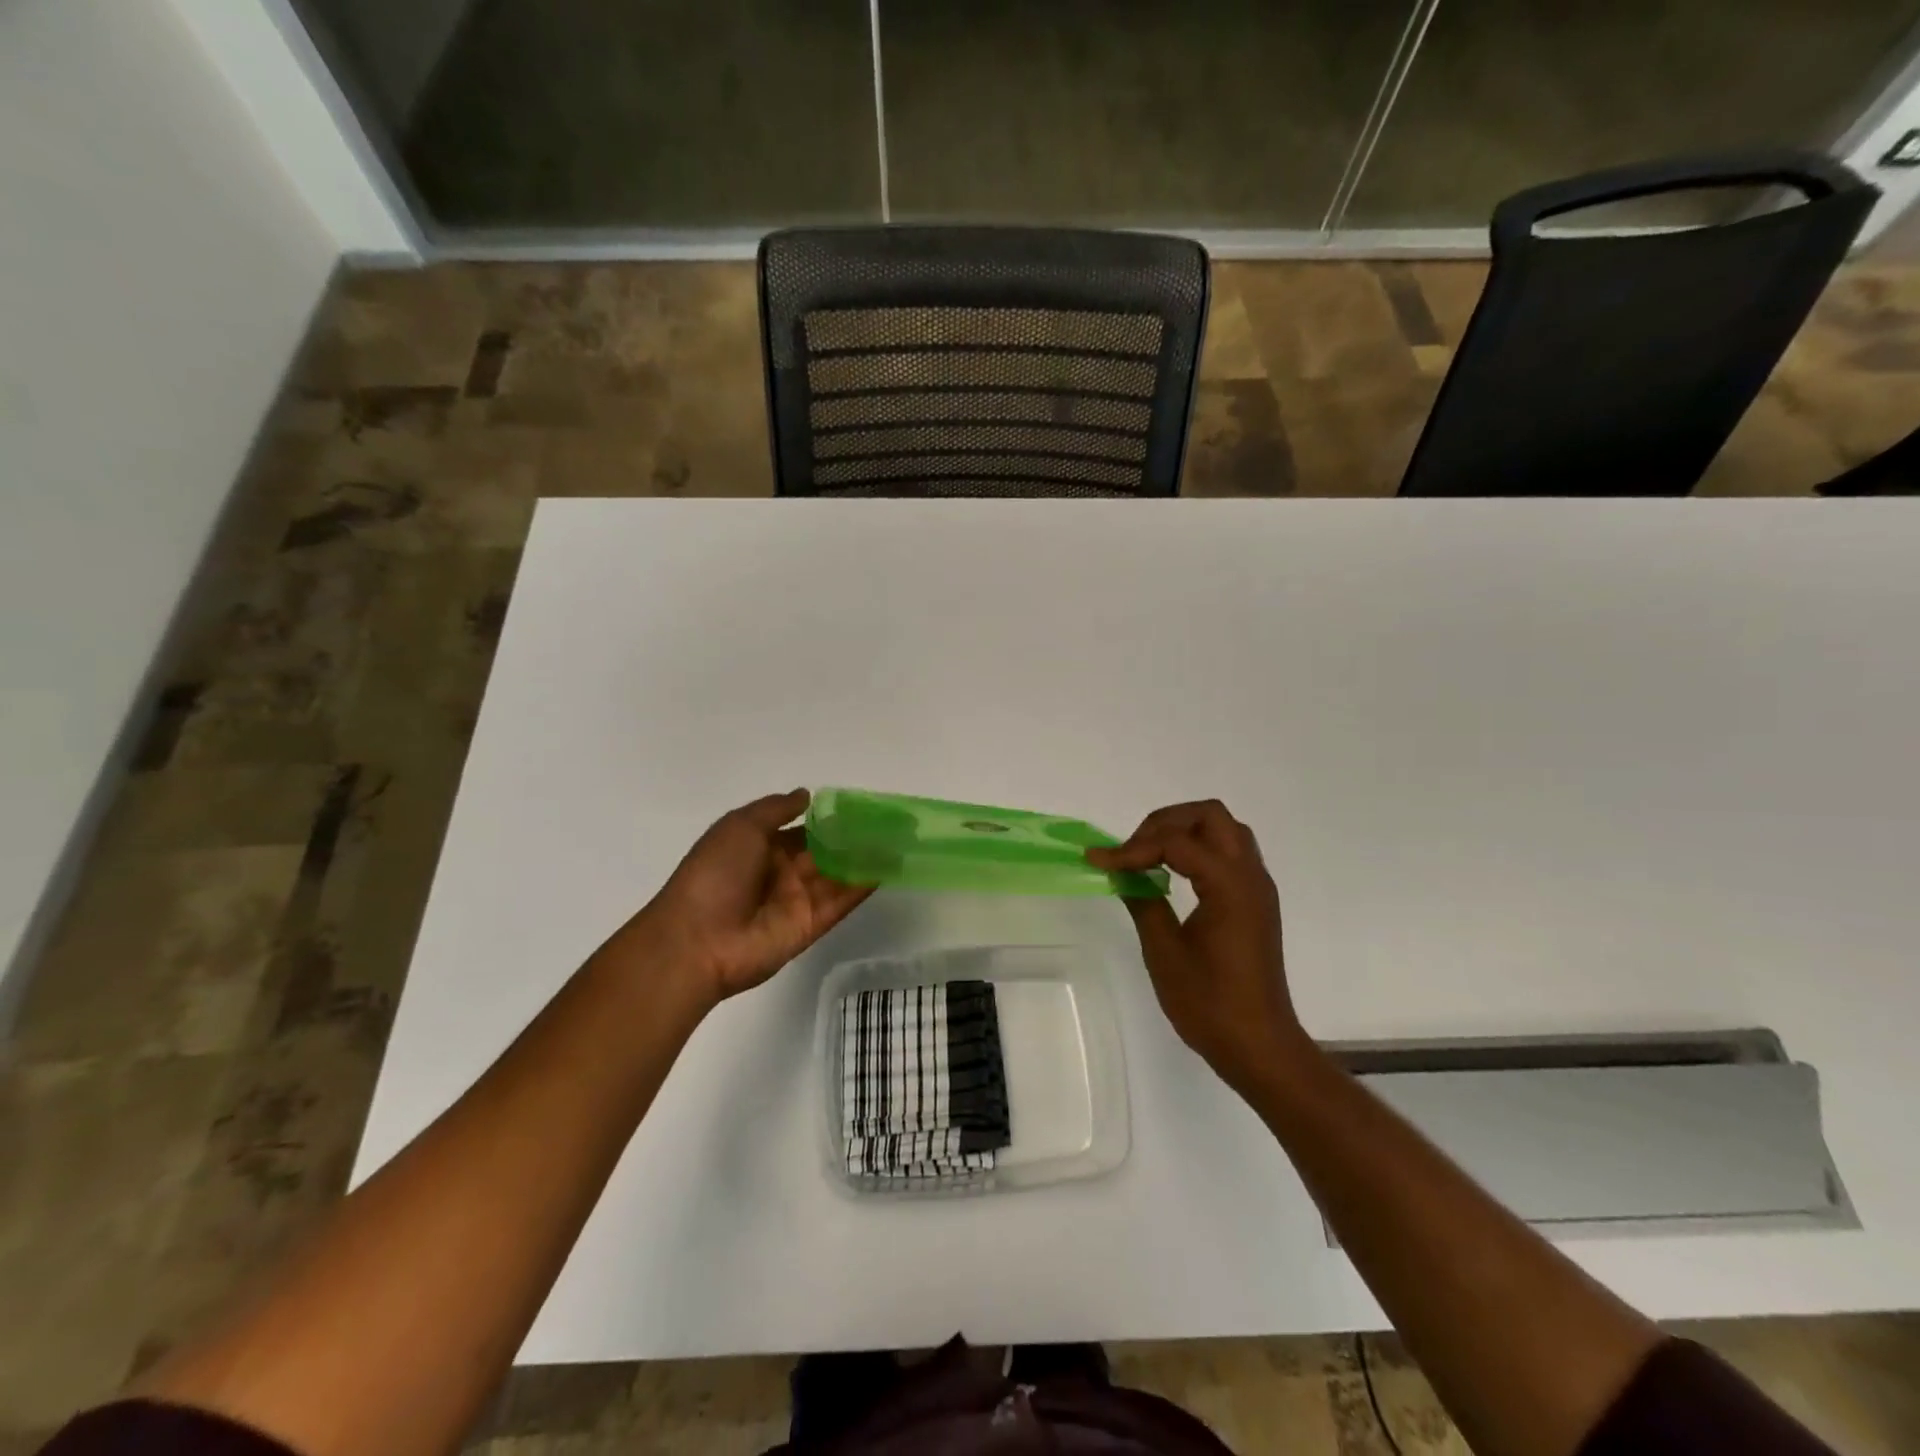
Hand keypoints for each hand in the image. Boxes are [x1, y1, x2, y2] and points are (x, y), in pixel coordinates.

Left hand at [612, 790, 872, 1008]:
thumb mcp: (739, 826)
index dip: (831, 819)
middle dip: (855, 838)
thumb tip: (808, 795)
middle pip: (826, 851)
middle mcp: (783, 872)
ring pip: (839, 875)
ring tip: (898, 841)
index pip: (805, 830)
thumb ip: (776, 809)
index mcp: (762, 847)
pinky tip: (887, 868)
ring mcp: (797, 900)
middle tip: (891, 822)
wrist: (696, 940)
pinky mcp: (810, 925)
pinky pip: (840, 902)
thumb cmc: (714, 874)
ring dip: (865, 859)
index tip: (863, 807)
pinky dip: (862, 886)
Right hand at [1087, 801, 1306, 1096]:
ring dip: (1185, 831)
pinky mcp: (1255, 903)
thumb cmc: (1210, 1004)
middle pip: (1210, 816)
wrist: (1259, 1046)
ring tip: (1150, 856)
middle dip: (1165, 823)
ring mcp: (1257, 888)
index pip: (1176, 843)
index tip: (1098, 861)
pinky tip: (1173, 875)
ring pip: (1224, 830)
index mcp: (1229, 886)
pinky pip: (1229, 853)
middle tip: (1133, 849)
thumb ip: (1143, 902)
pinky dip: (1199, 850)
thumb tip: (1123, 874)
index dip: (1133, 848)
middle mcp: (1250, 876)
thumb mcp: (1164, 952)